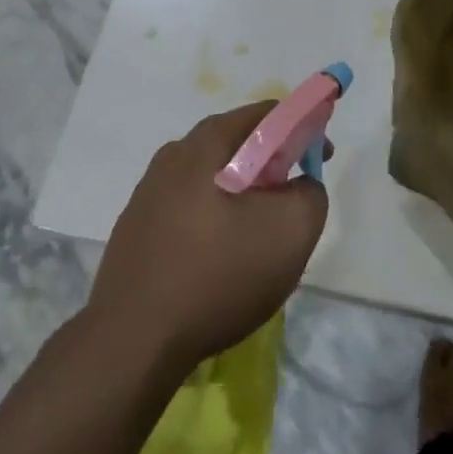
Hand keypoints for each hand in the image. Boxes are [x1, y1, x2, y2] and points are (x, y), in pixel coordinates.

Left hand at [88, 104, 327, 371]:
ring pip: (211, 177)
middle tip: (292, 200)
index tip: (320, 160)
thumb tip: (301, 185)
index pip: (265, 114)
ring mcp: (149, 190)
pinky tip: (219, 259)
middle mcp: (174, 154)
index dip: (302, 129)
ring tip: (259, 236)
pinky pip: (188, 207)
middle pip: (236, 143)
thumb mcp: (289, 233)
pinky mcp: (137, 226)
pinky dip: (214, 218)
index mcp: (207, 142)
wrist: (132, 340)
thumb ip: (310, 195)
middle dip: (272, 164)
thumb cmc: (217, 275)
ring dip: (241, 194)